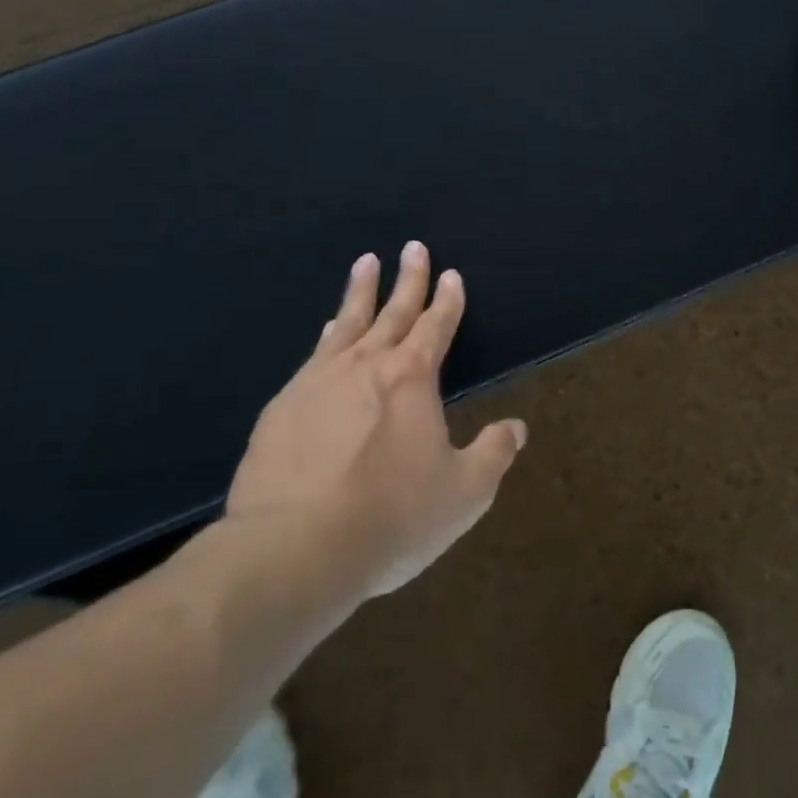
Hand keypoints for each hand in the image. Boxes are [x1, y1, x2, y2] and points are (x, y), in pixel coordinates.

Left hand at [225, 242, 526, 599]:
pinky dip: (328, 335)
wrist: (292, 549)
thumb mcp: (462, 494)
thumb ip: (492, 455)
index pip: (436, 326)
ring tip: (365, 262)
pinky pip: (314, 356)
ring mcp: (318, 381)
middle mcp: (366, 365)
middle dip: (408, 278)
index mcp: (413, 378)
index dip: (447, 300)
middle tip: (413, 247)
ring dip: (361, 291)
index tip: (452, 274)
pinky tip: (327, 331)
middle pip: (393, 310)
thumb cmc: (390, 518)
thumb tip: (516, 427)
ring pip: (347, 322)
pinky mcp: (281, 407)